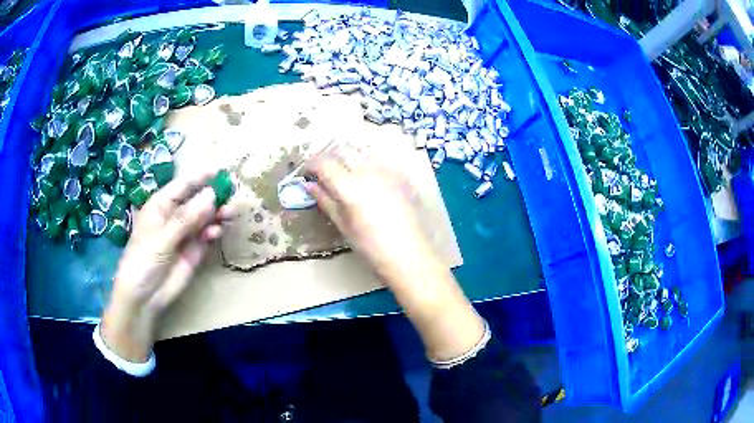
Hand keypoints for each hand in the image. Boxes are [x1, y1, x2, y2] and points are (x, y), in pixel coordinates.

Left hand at [101, 170, 230, 361]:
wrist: (144, 297)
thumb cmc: (143, 260)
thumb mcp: (162, 238)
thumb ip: (187, 218)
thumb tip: (211, 195)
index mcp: (161, 206)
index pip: (182, 185)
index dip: (200, 176)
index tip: (220, 170)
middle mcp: (174, 216)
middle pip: (197, 200)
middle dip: (213, 195)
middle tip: (231, 193)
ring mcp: (185, 234)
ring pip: (205, 217)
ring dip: (217, 213)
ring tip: (229, 212)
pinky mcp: (193, 251)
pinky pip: (206, 235)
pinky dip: (213, 231)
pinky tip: (217, 232)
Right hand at [305, 146, 484, 361]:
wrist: (411, 256)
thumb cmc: (372, 248)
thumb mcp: (343, 225)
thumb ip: (325, 200)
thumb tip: (309, 184)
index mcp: (350, 187)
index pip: (323, 163)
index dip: (311, 165)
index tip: (308, 173)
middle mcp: (368, 171)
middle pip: (342, 152)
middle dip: (329, 159)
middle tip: (325, 174)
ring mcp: (388, 170)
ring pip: (362, 153)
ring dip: (349, 159)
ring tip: (347, 176)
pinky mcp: (402, 174)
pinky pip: (380, 161)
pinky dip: (369, 164)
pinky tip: (370, 180)